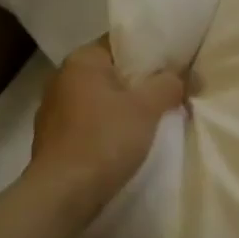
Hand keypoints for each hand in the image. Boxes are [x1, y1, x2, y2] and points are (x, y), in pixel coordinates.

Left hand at [28, 38, 186, 226]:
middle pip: (112, 71)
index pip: (121, 43)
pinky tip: (127, 142)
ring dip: (124, 107)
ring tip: (154, 119)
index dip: (151, 52)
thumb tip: (183, 76)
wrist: (63, 194)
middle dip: (140, 82)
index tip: (175, 66)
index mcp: (81, 60)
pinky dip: (109, 127)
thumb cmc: (105, 140)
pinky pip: (90, 122)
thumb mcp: (147, 108)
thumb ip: (169, 84)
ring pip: (101, 99)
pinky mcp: (55, 138)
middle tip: (171, 93)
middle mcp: (62, 78)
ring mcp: (54, 110)